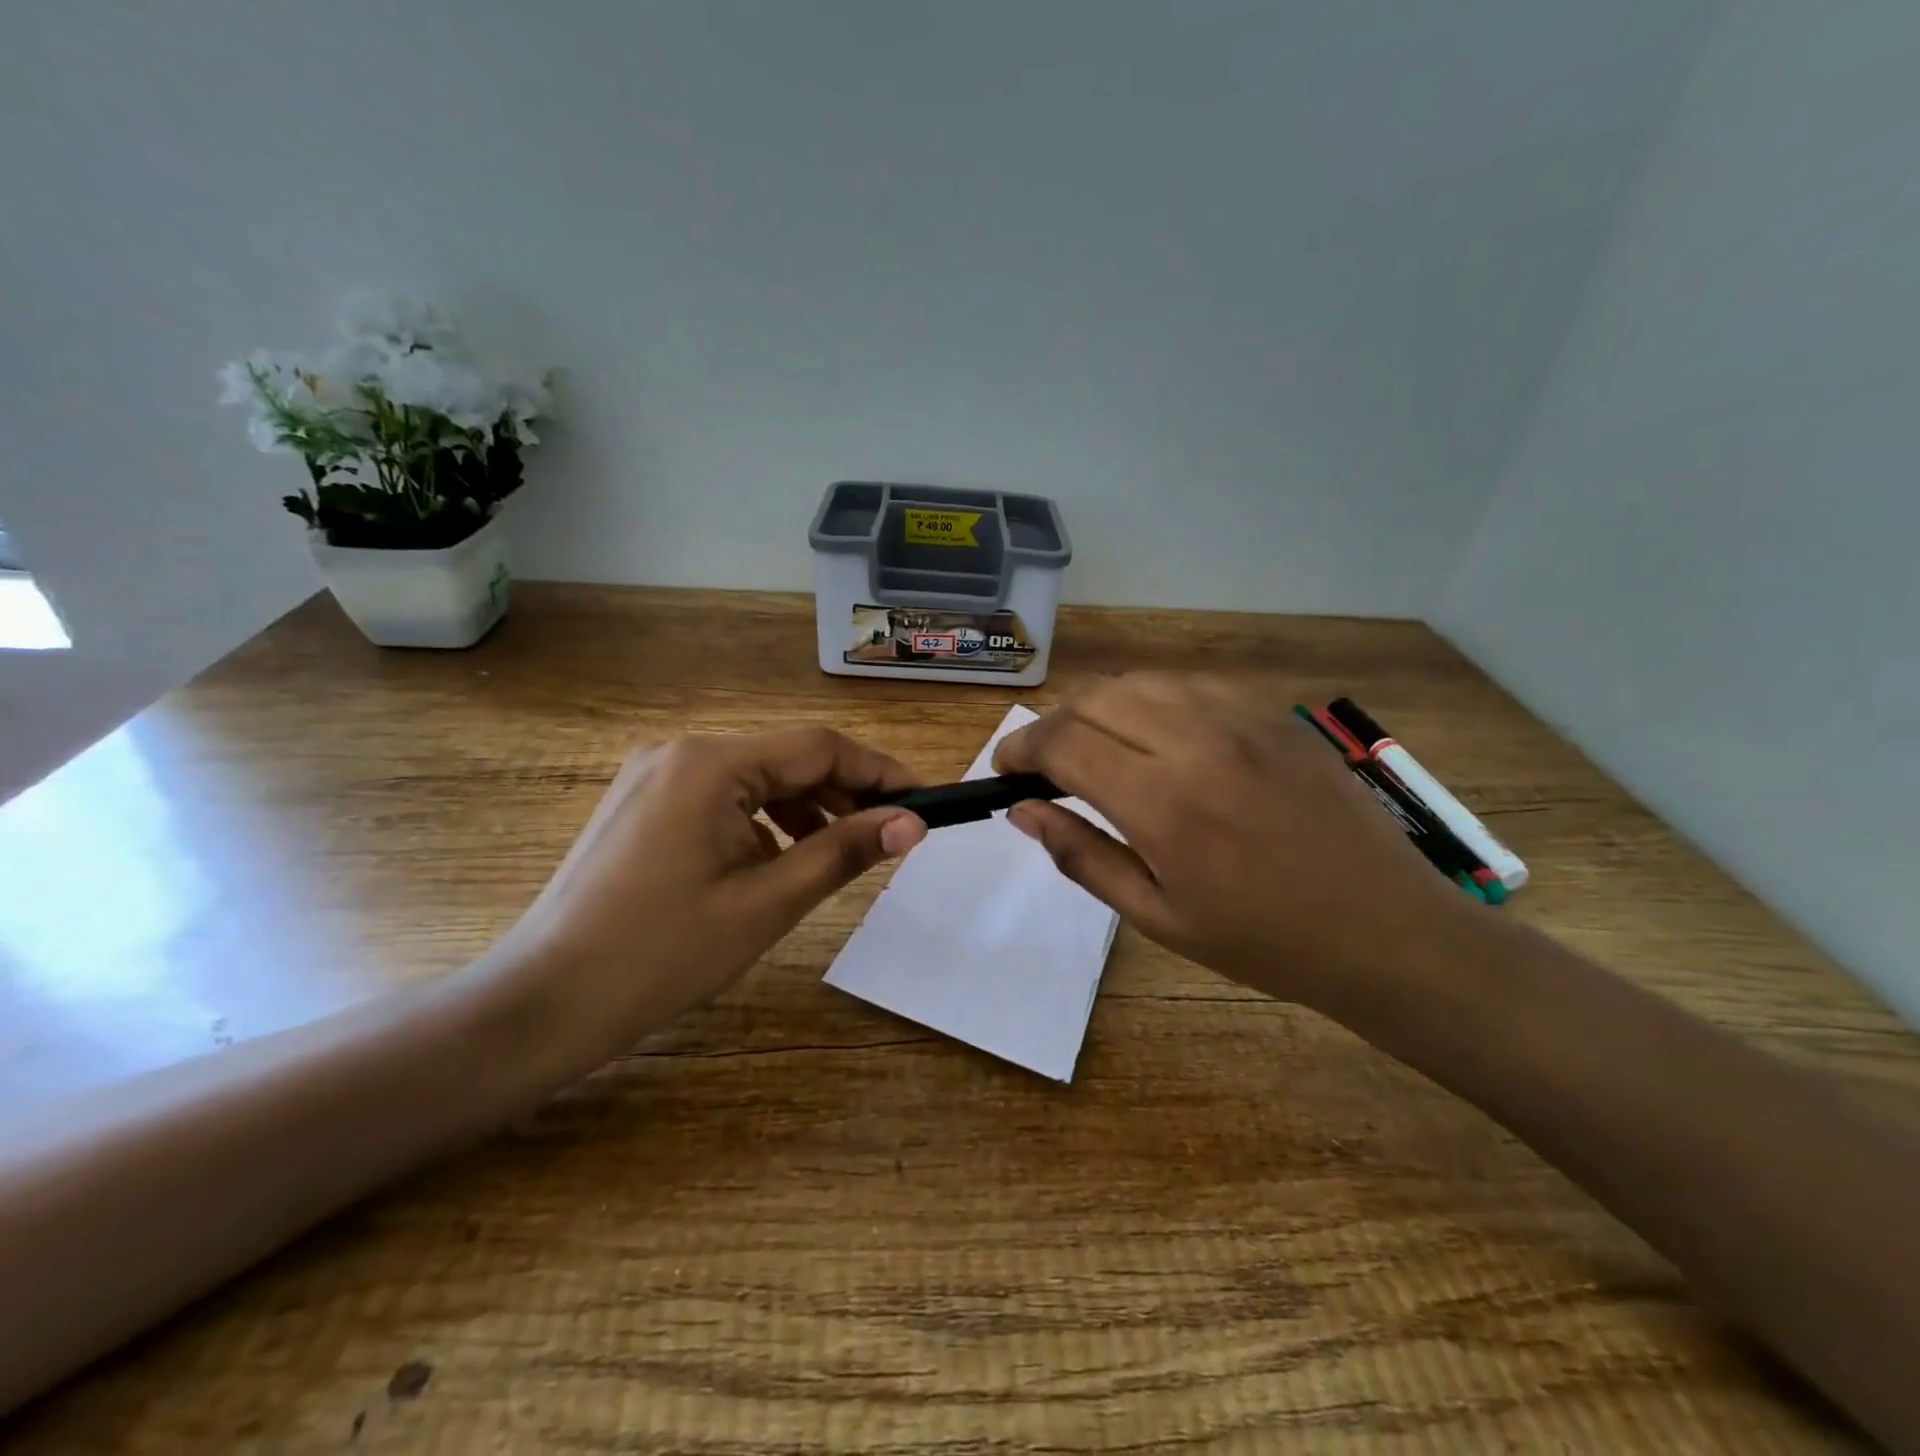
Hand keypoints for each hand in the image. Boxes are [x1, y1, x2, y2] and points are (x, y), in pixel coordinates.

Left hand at [494, 728, 925, 1069]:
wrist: (543, 1002)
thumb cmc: (662, 955)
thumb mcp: (767, 903)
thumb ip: (845, 851)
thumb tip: (913, 823)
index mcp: (710, 763)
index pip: (818, 747)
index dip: (879, 771)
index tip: (923, 800)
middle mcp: (681, 751)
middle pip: (787, 759)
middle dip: (844, 793)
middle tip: (891, 833)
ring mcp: (655, 774)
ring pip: (756, 778)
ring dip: (806, 808)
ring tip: (841, 851)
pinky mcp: (643, 802)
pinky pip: (723, 797)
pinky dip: (763, 821)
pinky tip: (778, 860)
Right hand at [992, 674, 1481, 1010]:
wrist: (1385, 929)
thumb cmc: (1263, 941)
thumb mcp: (1158, 918)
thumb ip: (1082, 855)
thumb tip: (1023, 811)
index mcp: (1162, 803)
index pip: (1063, 743)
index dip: (1020, 748)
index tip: (1005, 769)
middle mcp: (1196, 742)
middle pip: (1094, 697)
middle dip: (1053, 723)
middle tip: (1046, 762)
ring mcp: (1242, 719)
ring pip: (1141, 680)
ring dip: (1100, 705)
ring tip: (1096, 744)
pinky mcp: (1274, 715)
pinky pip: (1192, 685)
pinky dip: (1154, 700)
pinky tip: (1159, 736)